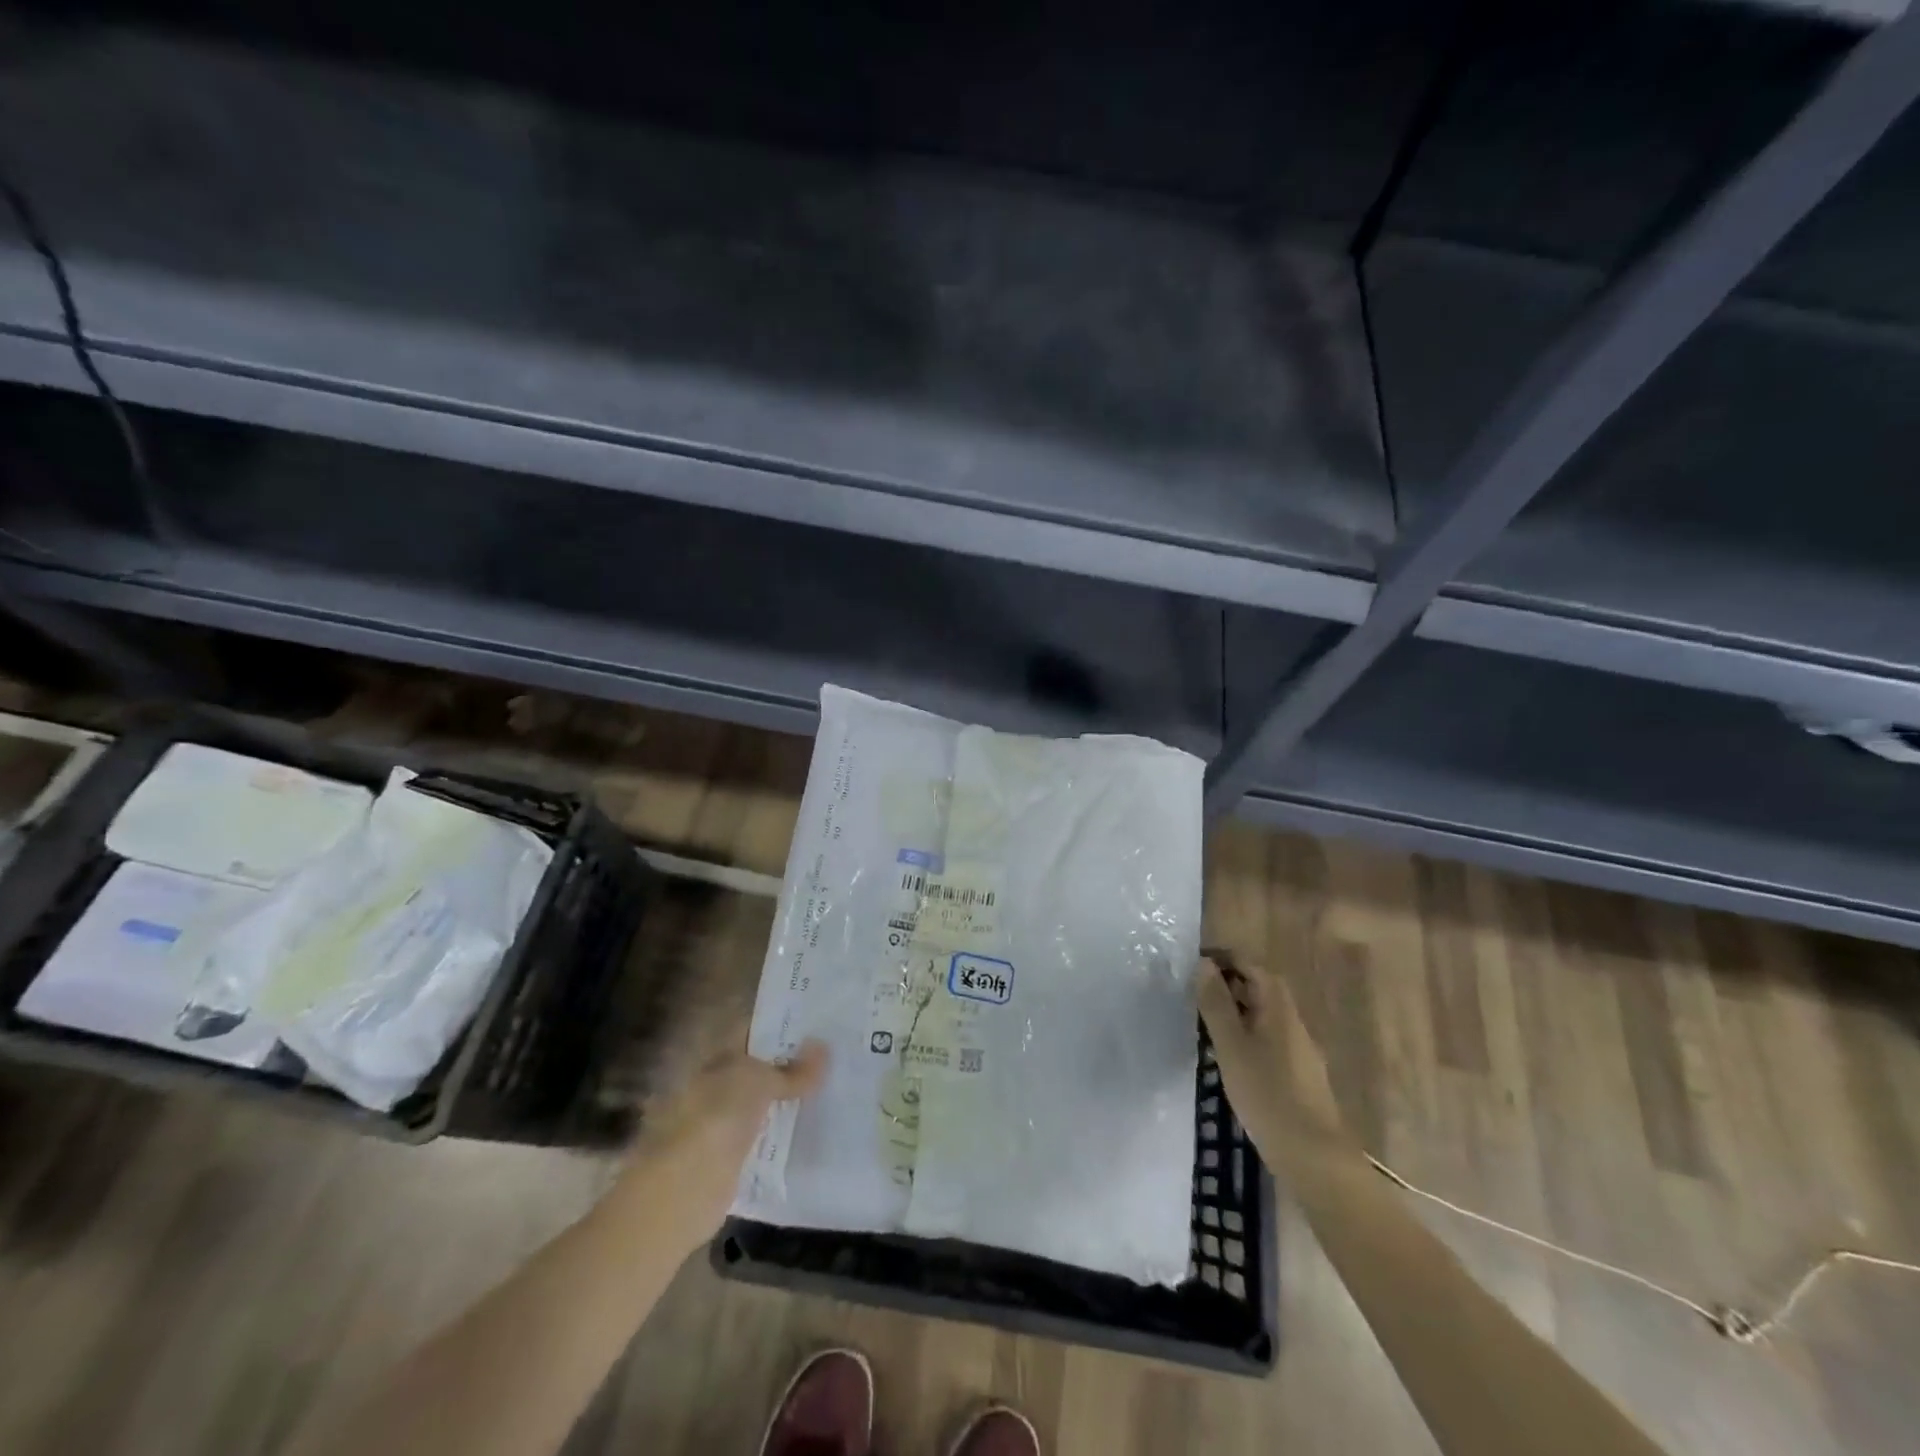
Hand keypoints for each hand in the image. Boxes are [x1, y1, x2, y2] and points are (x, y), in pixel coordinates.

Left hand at [611, 1040, 827, 1254]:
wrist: (687, 1186)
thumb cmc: (718, 1117)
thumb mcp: (759, 1082)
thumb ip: (792, 1070)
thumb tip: (824, 1047)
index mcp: (718, 1059)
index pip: (752, 1032)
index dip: (781, 1027)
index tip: (817, 1025)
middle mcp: (718, 1086)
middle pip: (760, 1069)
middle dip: (791, 1066)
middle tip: (833, 1058)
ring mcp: (724, 1123)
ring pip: (764, 1104)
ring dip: (789, 1101)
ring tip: (832, 1091)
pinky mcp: (733, 1158)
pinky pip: (765, 1138)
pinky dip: (784, 1135)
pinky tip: (813, 1131)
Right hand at [1196, 953, 1345, 1158]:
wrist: (1313, 1156)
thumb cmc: (1267, 1093)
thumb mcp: (1231, 1045)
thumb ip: (1216, 1003)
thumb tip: (1204, 964)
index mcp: (1279, 1008)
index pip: (1252, 966)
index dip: (1225, 959)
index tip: (1195, 965)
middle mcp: (1293, 1021)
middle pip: (1261, 988)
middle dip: (1229, 984)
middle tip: (1195, 994)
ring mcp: (1300, 1049)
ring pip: (1265, 1015)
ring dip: (1237, 1010)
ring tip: (1205, 1023)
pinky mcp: (1299, 1074)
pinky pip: (1269, 1038)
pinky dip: (1247, 1034)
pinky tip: (1230, 1057)